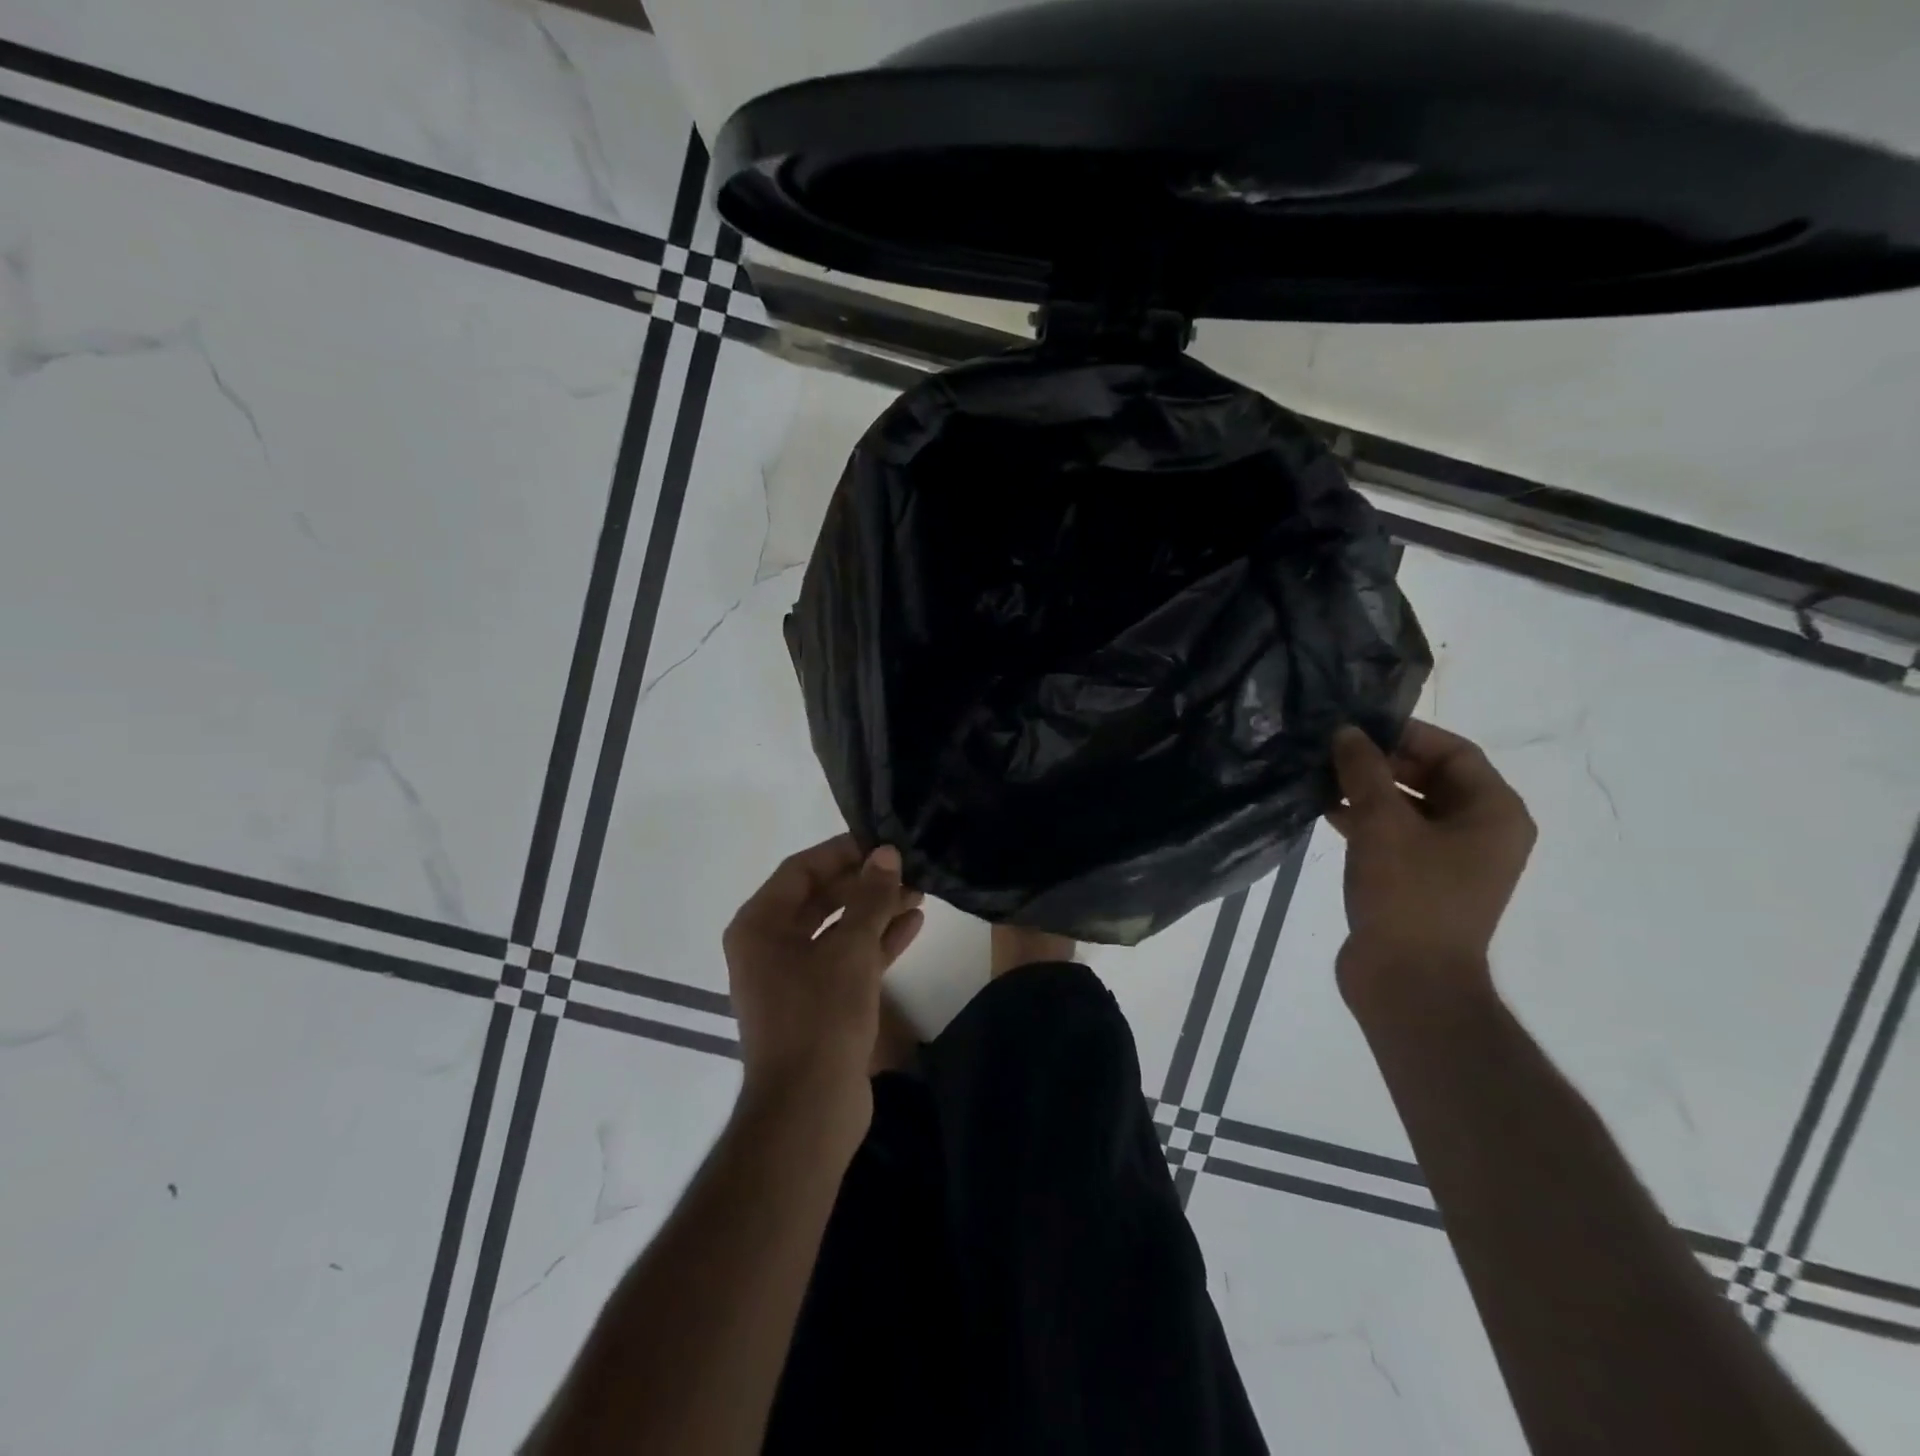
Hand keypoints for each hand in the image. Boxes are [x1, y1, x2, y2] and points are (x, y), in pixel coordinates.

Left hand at [723, 836, 924, 1118]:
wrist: (809, 1109)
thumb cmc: (820, 1016)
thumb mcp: (850, 948)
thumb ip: (871, 897)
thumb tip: (887, 854)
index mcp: (760, 925)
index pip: (801, 869)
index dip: (841, 852)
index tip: (882, 840)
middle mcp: (770, 946)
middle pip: (821, 898)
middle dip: (865, 883)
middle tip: (907, 867)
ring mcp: (794, 977)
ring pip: (838, 929)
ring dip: (876, 911)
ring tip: (919, 891)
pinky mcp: (819, 1003)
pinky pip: (847, 959)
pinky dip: (876, 942)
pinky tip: (913, 924)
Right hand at [1327, 720, 1535, 1000]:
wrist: (1409, 982)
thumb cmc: (1408, 895)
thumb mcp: (1382, 823)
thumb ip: (1364, 771)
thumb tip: (1347, 732)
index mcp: (1494, 813)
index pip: (1454, 752)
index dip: (1405, 734)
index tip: (1356, 726)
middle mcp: (1481, 831)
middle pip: (1431, 777)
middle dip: (1380, 762)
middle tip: (1331, 750)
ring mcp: (1451, 859)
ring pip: (1408, 806)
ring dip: (1367, 790)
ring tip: (1320, 776)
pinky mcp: (1420, 879)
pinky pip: (1395, 834)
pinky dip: (1364, 819)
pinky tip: (1324, 810)